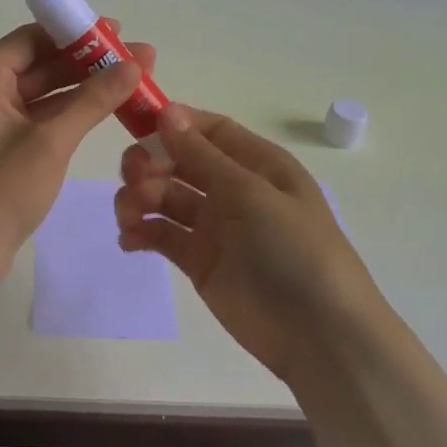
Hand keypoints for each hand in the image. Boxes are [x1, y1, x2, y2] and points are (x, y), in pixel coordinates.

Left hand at [0, 21, 155, 262]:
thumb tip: (134, 64)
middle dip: (88, 62)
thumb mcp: (50, 141)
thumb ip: (93, 100)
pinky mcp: (2, 145)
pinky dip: (71, 113)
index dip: (75, 33)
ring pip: (44, 92)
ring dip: (85, 87)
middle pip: (40, 63)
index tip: (118, 32)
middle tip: (140, 58)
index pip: (31, 39)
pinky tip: (108, 108)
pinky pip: (41, 117)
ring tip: (134, 80)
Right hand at [115, 105, 387, 382]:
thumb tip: (167, 112)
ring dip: (140, 198)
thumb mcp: (251, 194)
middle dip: (150, 163)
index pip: (210, 130)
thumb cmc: (294, 250)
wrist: (317, 334)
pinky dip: (141, 232)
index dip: (174, 124)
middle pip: (180, 161)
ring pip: (165, 197)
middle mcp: (234, 189)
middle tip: (131, 178)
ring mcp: (215, 226)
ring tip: (129, 215)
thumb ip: (203, 156)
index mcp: (258, 165)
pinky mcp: (199, 261)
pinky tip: (129, 240)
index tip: (137, 127)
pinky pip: (162, 235)